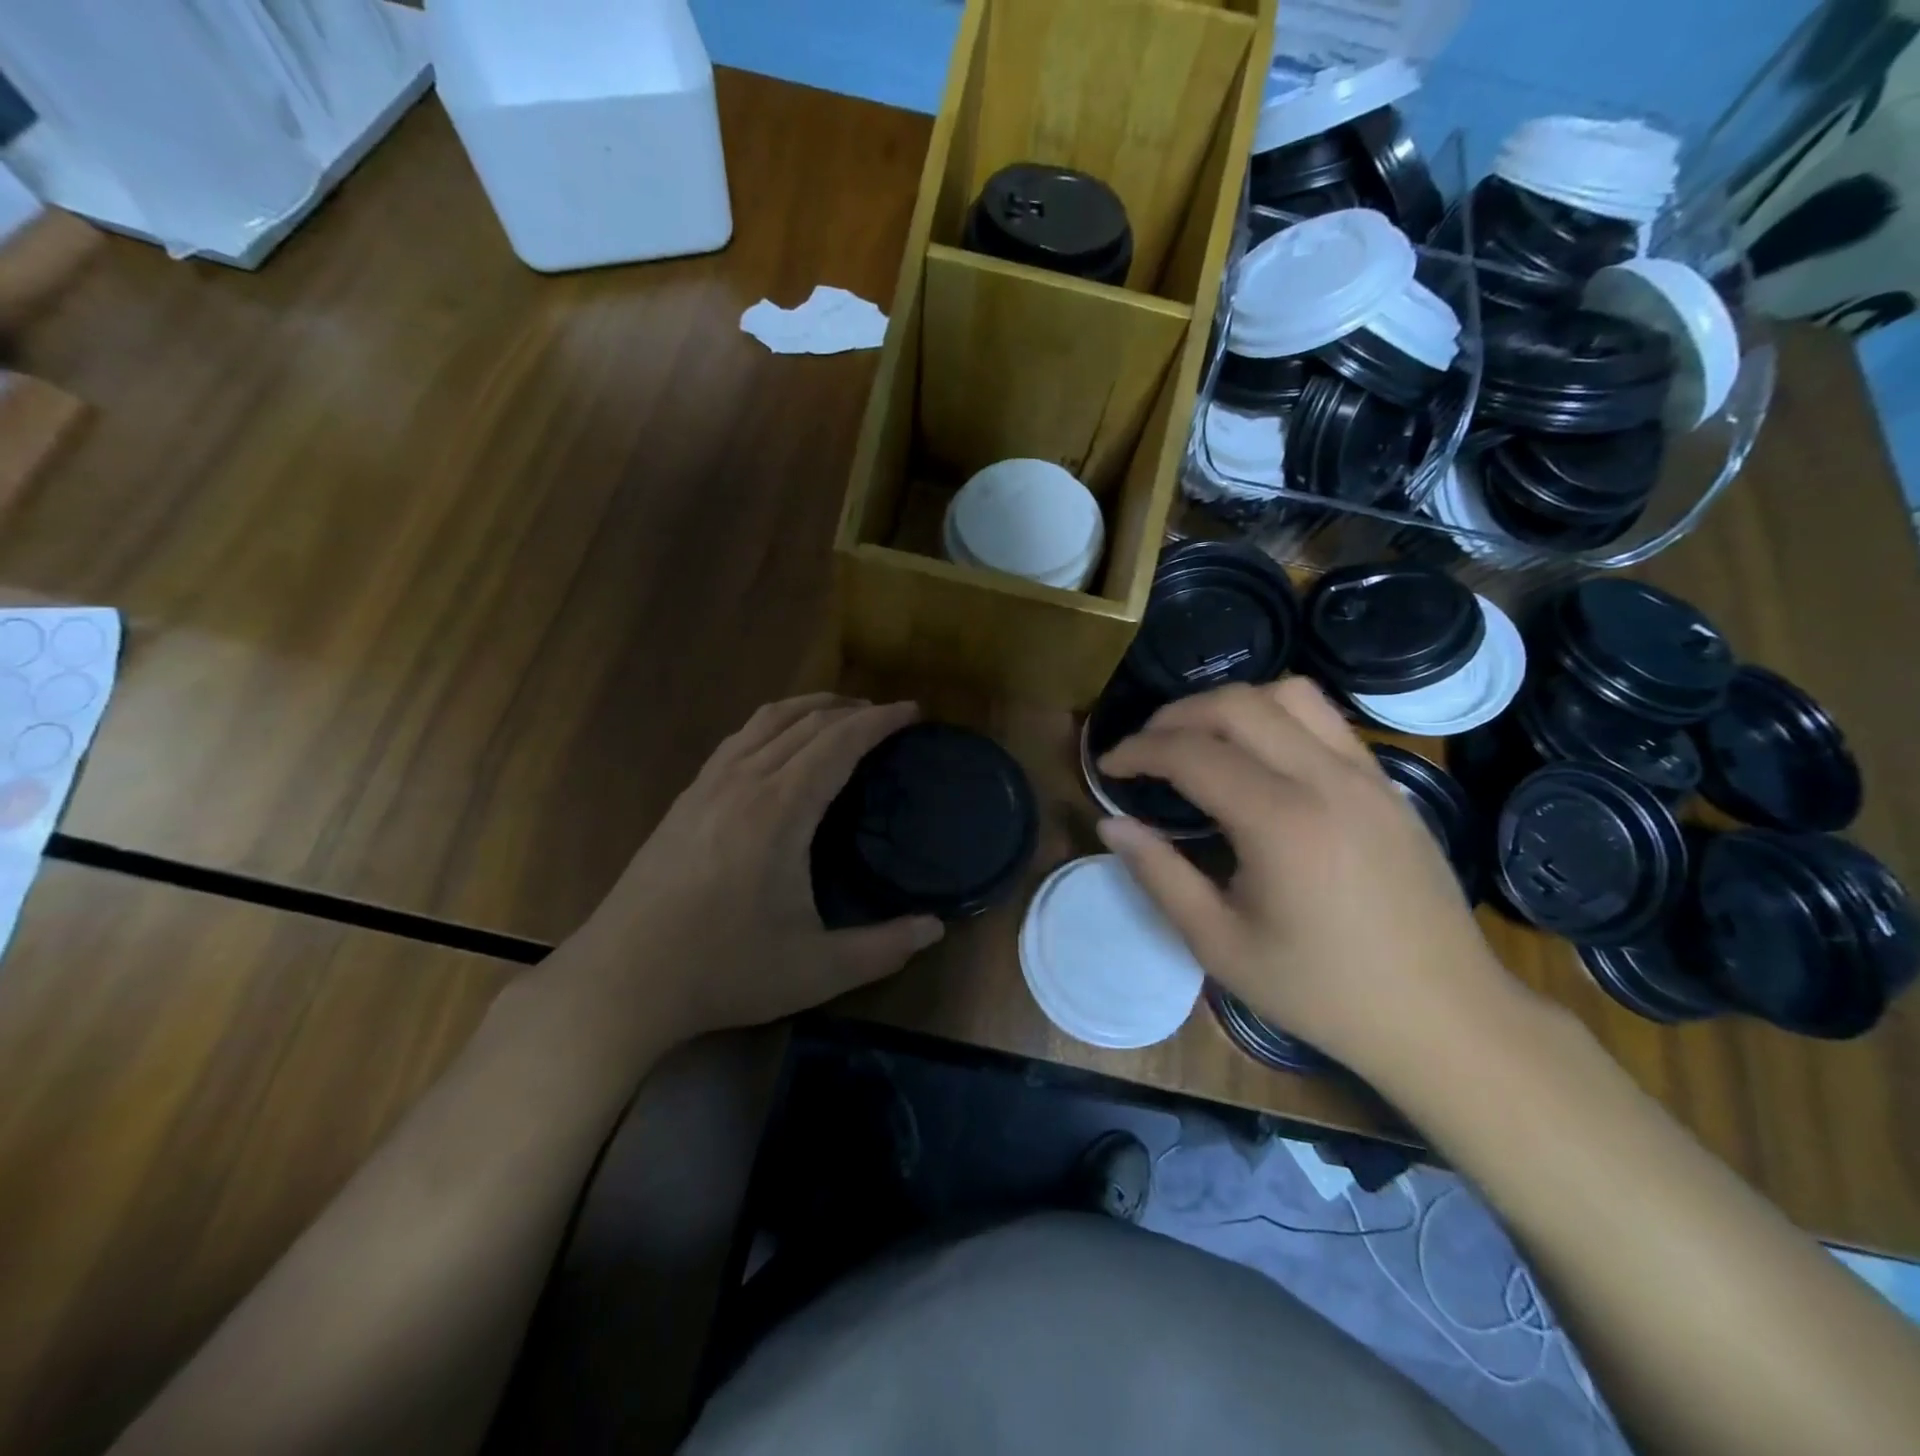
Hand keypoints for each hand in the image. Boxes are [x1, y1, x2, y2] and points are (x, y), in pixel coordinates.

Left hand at [564, 695, 943, 1046]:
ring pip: (766, 721)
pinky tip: (778, 744)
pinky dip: (773, 725)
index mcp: (780, 810)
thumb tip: (935, 928)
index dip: (879, 721)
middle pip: (806, 722)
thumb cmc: (723, 970)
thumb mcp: (816, 970)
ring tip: (840, 714)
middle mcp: (744, 782)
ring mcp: (708, 786)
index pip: (838, 742)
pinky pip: (738, 739)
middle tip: (887, 716)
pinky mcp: (685, 799)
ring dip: (810, 708)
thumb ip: (883, 948)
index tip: (912, 712)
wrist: (621, 981)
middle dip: (852, 709)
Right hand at [1096, 677, 1521, 1074]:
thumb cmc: (1323, 991)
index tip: (1108, 766)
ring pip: (1288, 694)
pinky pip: (1325, 719)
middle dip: (1175, 715)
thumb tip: (1112, 825)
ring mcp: (1366, 774)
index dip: (1138, 750)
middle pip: (1236, 704)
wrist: (1445, 1017)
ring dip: (1230, 705)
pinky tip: (1258, 759)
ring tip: (1200, 740)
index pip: (1191, 753)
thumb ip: (1159, 875)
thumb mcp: (1220, 945)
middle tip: (1144, 749)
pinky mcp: (1389, 783)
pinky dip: (1276, 717)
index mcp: (1280, 822)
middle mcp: (1326, 779)